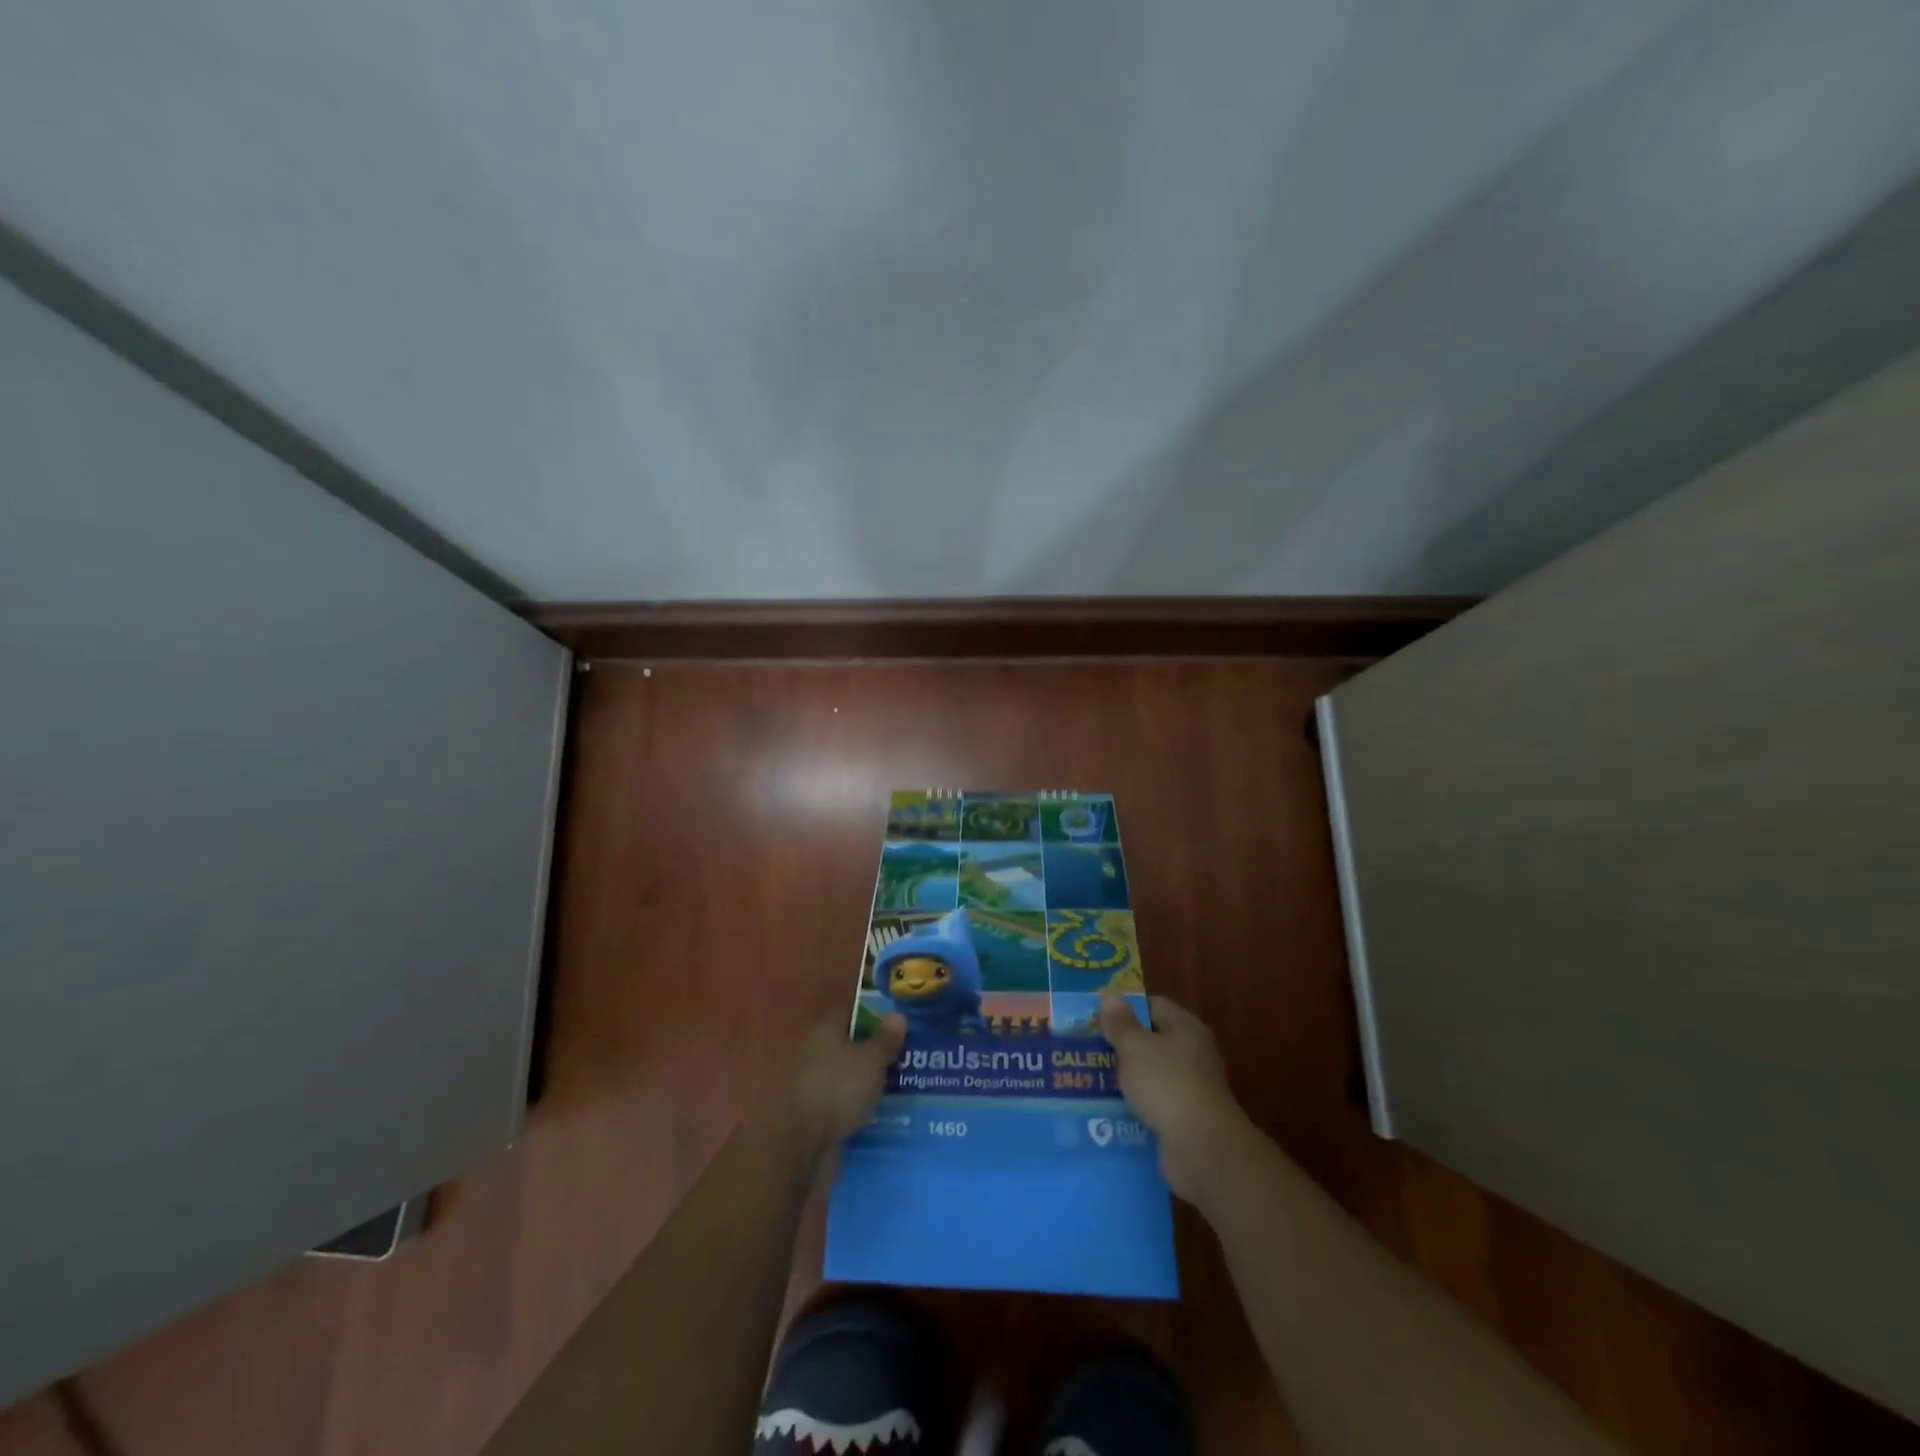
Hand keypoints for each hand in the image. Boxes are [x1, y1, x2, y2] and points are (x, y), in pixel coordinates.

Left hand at [784, 1013, 905, 1164]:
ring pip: (847, 1077)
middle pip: (850, 1047)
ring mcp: (813, 1086)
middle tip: (906, 1058)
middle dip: (874, 1053)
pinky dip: (859, 1107)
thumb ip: (885, 1039)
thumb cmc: (839, 1089)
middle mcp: (815, 1053)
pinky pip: (844, 1104)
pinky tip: (882, 1113)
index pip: (851, 1015)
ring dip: (868, 1083)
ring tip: (901, 1088)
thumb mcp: (871, 1060)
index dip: (875, 1018)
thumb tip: (897, 1015)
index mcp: (825, 1031)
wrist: (804, 1145)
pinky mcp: (816, 1115)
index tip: (899, 1026)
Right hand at [1099, 994, 1252, 1204]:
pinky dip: (1134, 1106)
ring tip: (1089, 1080)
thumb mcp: (1135, 1047)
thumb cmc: (1167, 1084)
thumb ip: (1120, 1022)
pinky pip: (1153, 1104)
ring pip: (1149, 1075)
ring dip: (1125, 1079)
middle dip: (1120, 1046)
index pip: (1152, 1006)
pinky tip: (1108, 1110)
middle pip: (1150, 1041)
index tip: (1095, 1017)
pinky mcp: (1184, 1119)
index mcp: (1185, 1027)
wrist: (1202, 1149)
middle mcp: (1192, 1053)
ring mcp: (1190, 1088)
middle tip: (1086, 1049)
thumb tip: (1109, 994)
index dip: (1124, 1008)